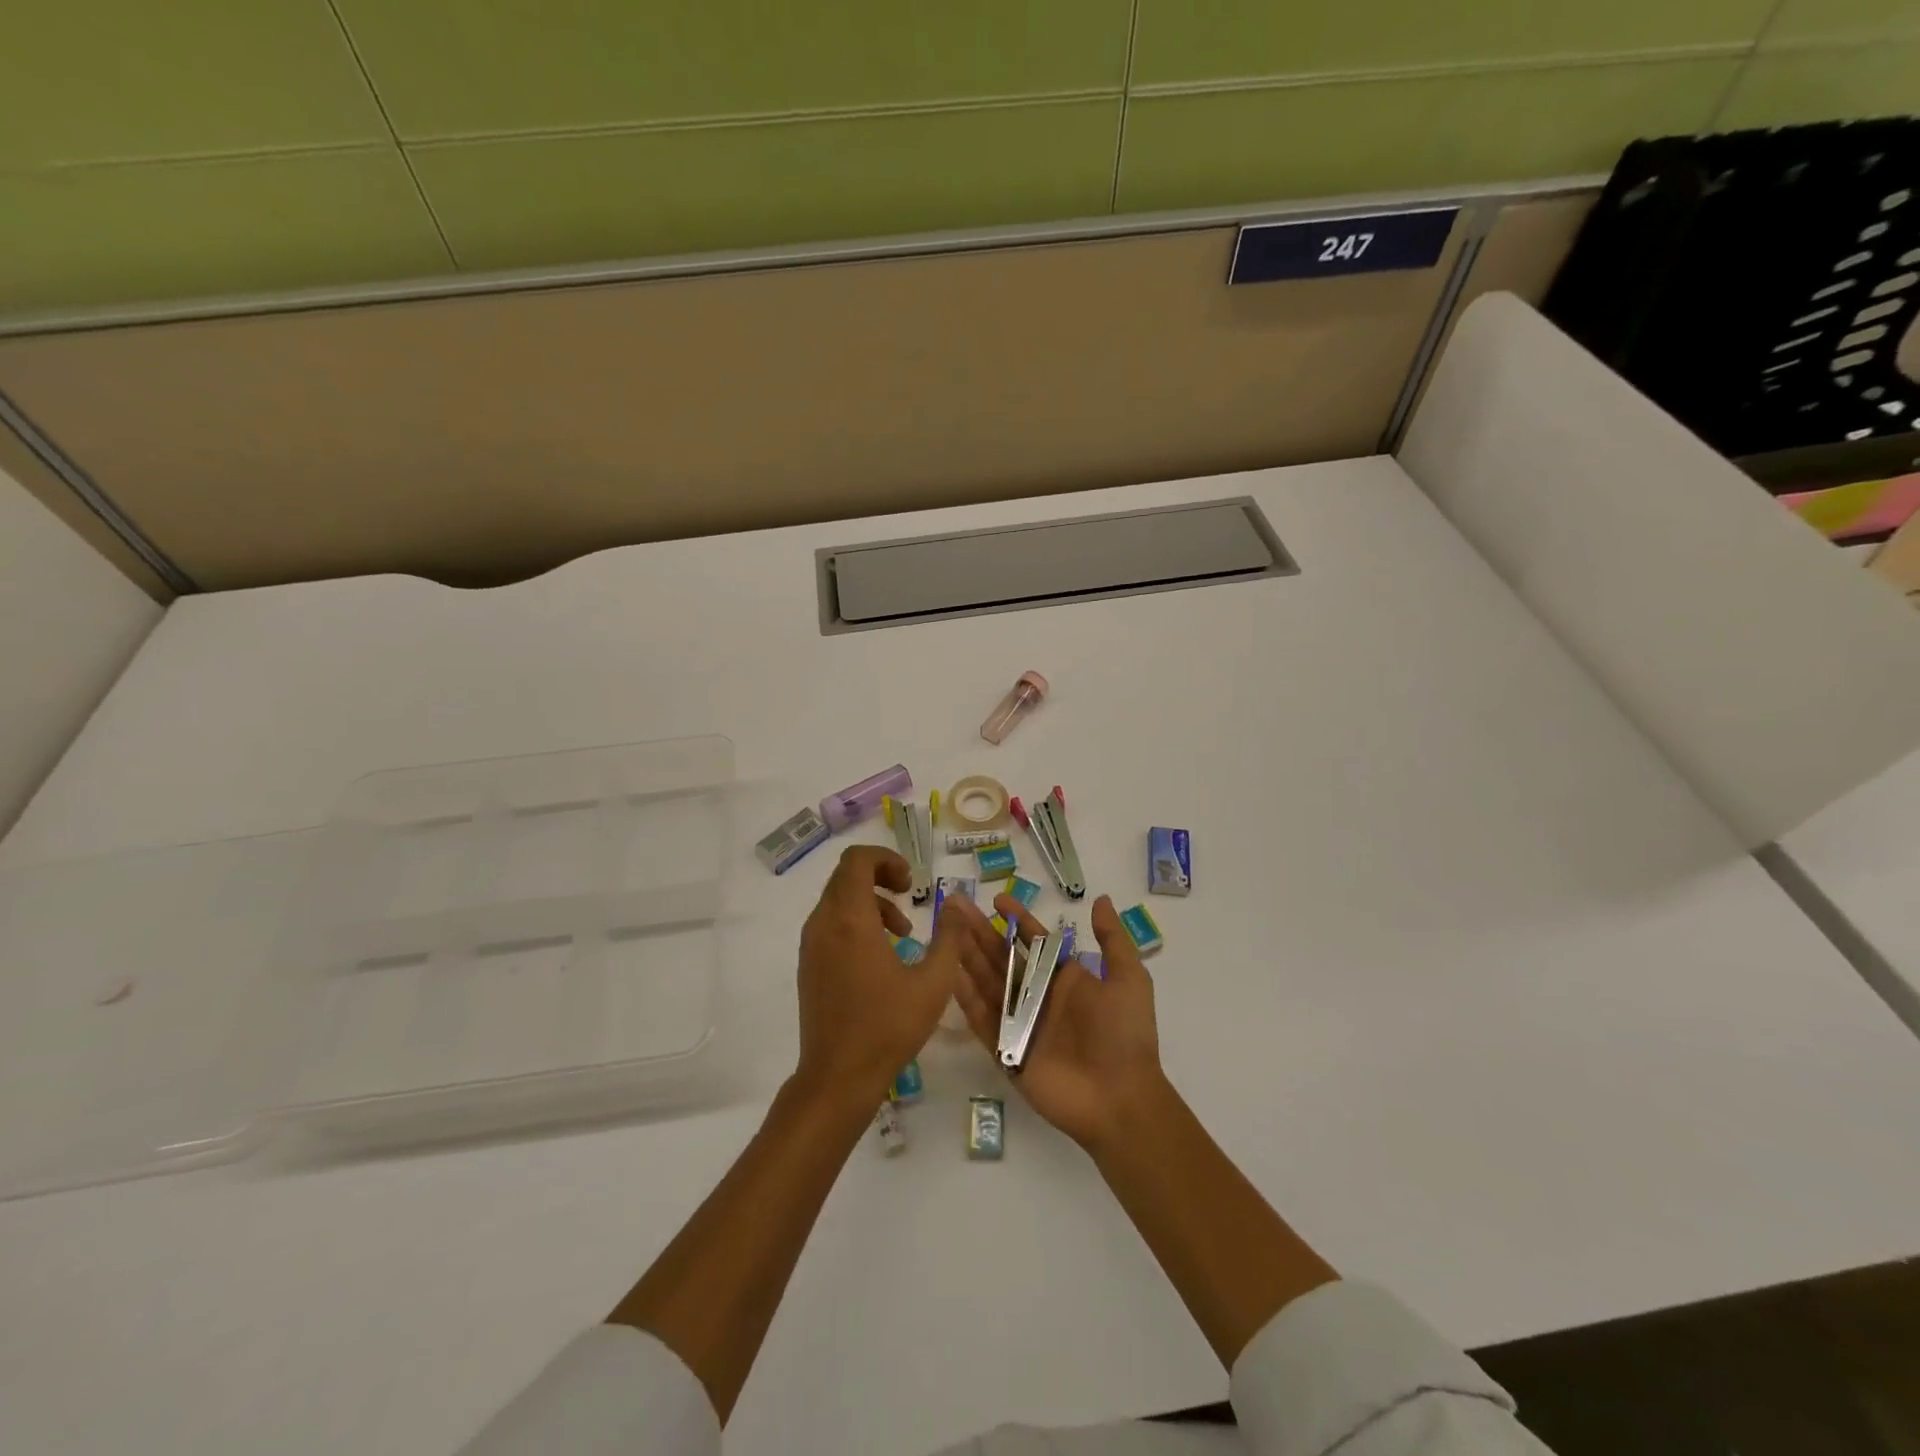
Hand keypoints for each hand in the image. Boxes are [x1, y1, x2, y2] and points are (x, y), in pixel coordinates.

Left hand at [794, 845, 962, 1107]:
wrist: (837, 1077)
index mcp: (850, 920)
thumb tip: (956, 903)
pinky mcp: (808, 964)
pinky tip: (881, 955)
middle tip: (910, 896)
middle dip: (881, 877)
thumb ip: (950, 938)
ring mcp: (811, 944)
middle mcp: (823, 924)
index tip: (912, 882)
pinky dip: (856, 921)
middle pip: (846, 875)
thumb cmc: (887, 1028)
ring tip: (902, 932)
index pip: (857, 860)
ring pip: (838, 899)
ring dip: (871, 902)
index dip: (886, 859)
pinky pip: (830, 923)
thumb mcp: (933, 983)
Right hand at [947, 892, 1164, 1150]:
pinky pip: (982, 1020)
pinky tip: (949, 973)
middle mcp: (1039, 997)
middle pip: (1003, 957)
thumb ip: (1112, 940)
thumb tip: (1100, 899)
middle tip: (955, 907)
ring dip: (967, 956)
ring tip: (945, 931)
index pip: (1035, 941)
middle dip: (980, 932)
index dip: (1017, 919)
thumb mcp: (1129, 979)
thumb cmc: (1125, 1035)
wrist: (1120, 1098)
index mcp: (1064, 979)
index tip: (997, 900)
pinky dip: (966, 998)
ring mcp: (1020, 1024)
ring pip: (987, 982)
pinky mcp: (1006, 1051)